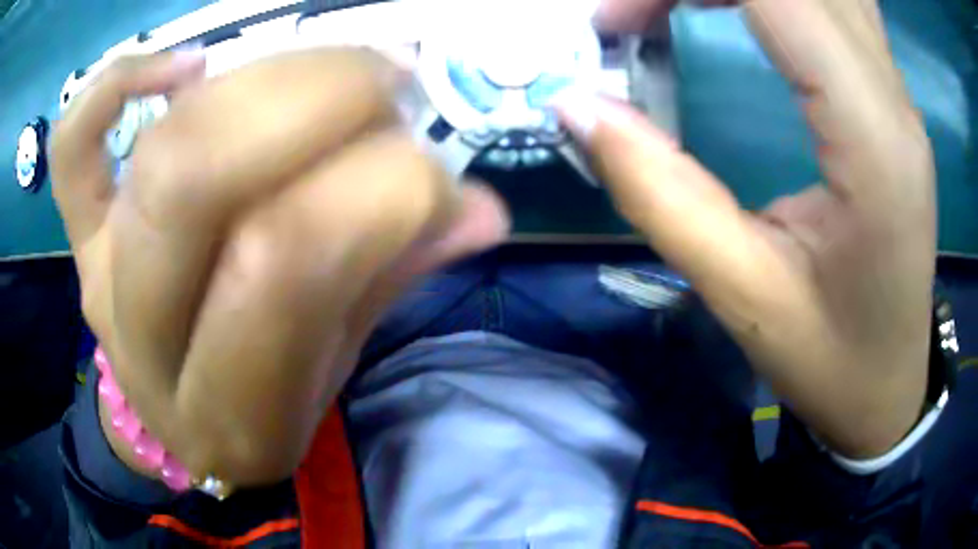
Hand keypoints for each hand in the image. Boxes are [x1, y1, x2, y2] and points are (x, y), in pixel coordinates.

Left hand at [52, 49, 508, 484]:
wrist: (174, 416)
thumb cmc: (261, 405)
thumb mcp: (335, 366)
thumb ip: (394, 276)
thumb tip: (479, 208)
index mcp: (229, 408)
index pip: (286, 267)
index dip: (379, 193)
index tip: (437, 171)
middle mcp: (145, 342)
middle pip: (200, 182)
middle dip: (316, 103)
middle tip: (390, 84)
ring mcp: (98, 274)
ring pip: (159, 145)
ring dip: (266, 80)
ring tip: (337, 72)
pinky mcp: (78, 235)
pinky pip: (71, 145)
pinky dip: (116, 82)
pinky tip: (184, 66)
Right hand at [567, 0, 934, 457]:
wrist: (889, 384)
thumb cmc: (831, 360)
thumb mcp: (743, 293)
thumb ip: (658, 189)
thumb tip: (576, 106)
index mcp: (871, 138)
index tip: (616, 24)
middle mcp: (892, 94)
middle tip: (633, 18)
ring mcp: (896, 91)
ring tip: (678, 6)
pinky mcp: (890, 98)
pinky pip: (833, 4)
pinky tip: (741, 10)